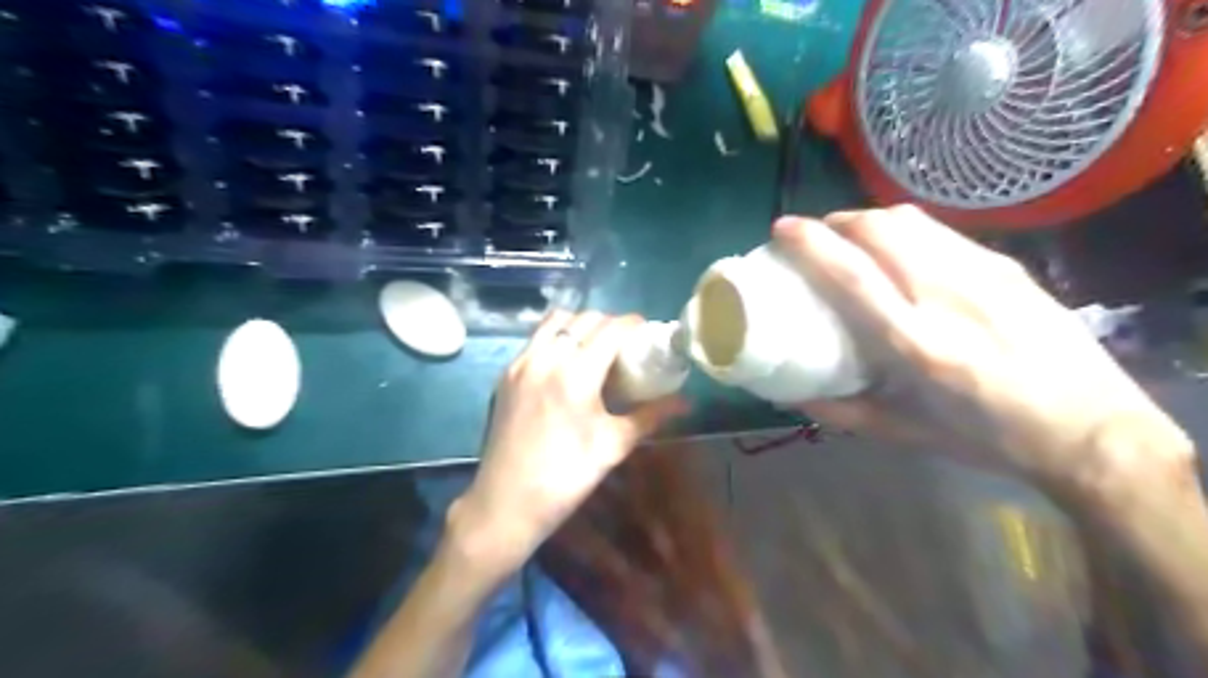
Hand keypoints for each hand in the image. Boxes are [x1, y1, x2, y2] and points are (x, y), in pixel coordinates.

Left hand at [447, 312, 687, 570]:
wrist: (506, 502)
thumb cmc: (567, 476)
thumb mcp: (614, 444)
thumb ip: (651, 415)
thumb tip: (686, 402)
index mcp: (575, 374)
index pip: (610, 329)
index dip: (633, 323)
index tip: (646, 331)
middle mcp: (546, 357)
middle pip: (584, 319)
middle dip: (609, 323)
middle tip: (625, 343)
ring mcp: (521, 363)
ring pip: (555, 322)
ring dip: (580, 324)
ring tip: (595, 345)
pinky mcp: (506, 374)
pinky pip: (536, 339)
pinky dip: (556, 336)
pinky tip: (567, 361)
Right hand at [768, 206, 1190, 496]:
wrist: (1094, 432)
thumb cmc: (988, 439)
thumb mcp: (904, 434)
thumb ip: (840, 411)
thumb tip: (788, 395)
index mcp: (917, 346)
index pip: (852, 275)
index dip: (811, 244)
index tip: (783, 229)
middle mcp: (948, 299)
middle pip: (881, 231)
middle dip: (838, 221)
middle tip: (817, 235)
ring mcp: (985, 276)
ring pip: (913, 221)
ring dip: (870, 218)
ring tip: (852, 235)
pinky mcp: (1009, 267)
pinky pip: (942, 232)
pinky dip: (906, 230)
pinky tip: (901, 249)